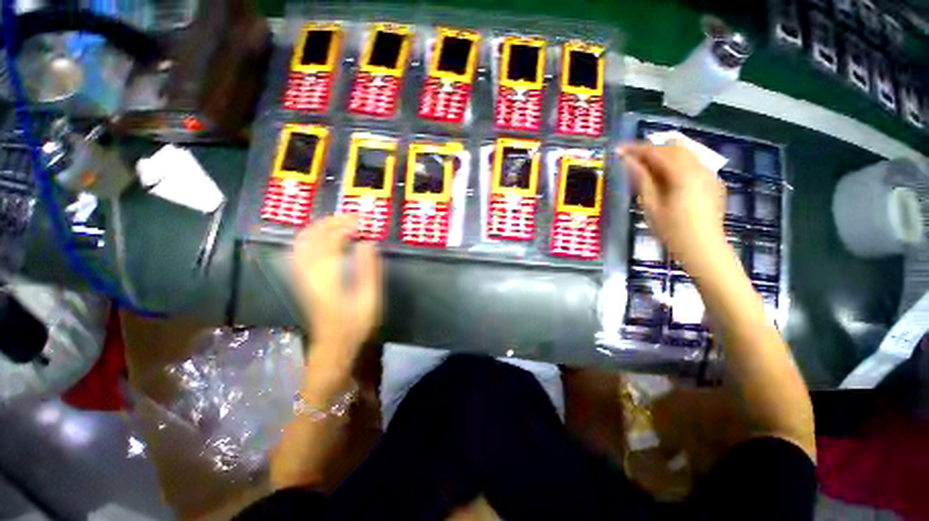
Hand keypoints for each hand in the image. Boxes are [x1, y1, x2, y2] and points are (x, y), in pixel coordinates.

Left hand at [293, 215, 382, 383]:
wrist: (332, 344)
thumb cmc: (354, 323)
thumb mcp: (369, 299)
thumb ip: (368, 269)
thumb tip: (368, 243)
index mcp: (327, 276)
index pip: (331, 241)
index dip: (345, 226)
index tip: (361, 220)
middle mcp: (308, 272)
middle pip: (312, 237)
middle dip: (331, 222)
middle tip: (351, 217)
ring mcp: (301, 276)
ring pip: (302, 242)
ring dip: (319, 227)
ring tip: (338, 222)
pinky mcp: (301, 280)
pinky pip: (299, 251)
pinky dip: (310, 238)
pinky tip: (321, 237)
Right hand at [619, 142, 727, 267]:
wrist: (702, 247)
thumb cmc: (671, 230)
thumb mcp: (650, 205)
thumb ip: (642, 179)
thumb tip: (629, 160)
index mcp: (682, 173)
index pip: (656, 152)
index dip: (636, 149)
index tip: (618, 149)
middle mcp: (699, 167)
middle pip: (672, 147)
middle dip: (651, 150)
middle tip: (630, 159)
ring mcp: (709, 174)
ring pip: (685, 153)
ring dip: (664, 155)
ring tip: (646, 167)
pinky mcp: (713, 182)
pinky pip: (693, 164)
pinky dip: (677, 164)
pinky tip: (667, 178)